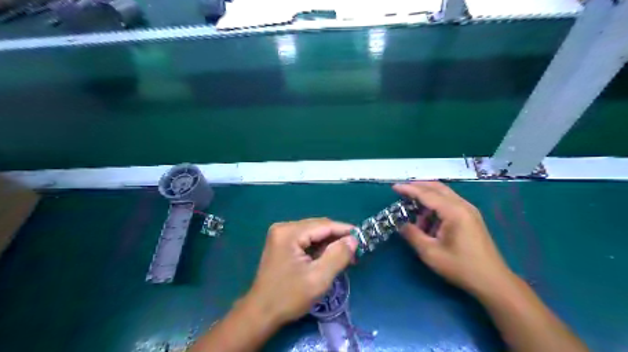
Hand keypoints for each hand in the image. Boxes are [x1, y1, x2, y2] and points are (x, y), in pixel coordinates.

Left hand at [246, 219, 357, 325]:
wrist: (261, 313)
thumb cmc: (289, 297)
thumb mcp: (318, 278)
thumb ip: (338, 256)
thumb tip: (353, 239)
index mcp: (289, 233)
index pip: (323, 225)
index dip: (344, 230)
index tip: (362, 238)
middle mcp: (284, 228)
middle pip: (318, 227)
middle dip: (337, 238)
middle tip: (354, 252)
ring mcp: (281, 235)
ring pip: (313, 233)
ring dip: (328, 244)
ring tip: (344, 257)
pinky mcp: (281, 243)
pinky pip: (305, 240)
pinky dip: (318, 248)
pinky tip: (328, 258)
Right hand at [395, 182, 511, 296]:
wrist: (492, 281)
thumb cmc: (460, 267)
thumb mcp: (430, 253)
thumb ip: (413, 235)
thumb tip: (401, 224)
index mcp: (454, 211)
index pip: (427, 194)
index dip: (409, 189)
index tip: (394, 187)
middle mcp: (463, 205)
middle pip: (437, 188)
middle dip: (418, 187)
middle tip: (401, 191)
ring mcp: (469, 211)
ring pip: (444, 195)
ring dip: (427, 199)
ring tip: (413, 213)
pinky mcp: (471, 217)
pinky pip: (450, 204)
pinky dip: (436, 207)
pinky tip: (429, 221)